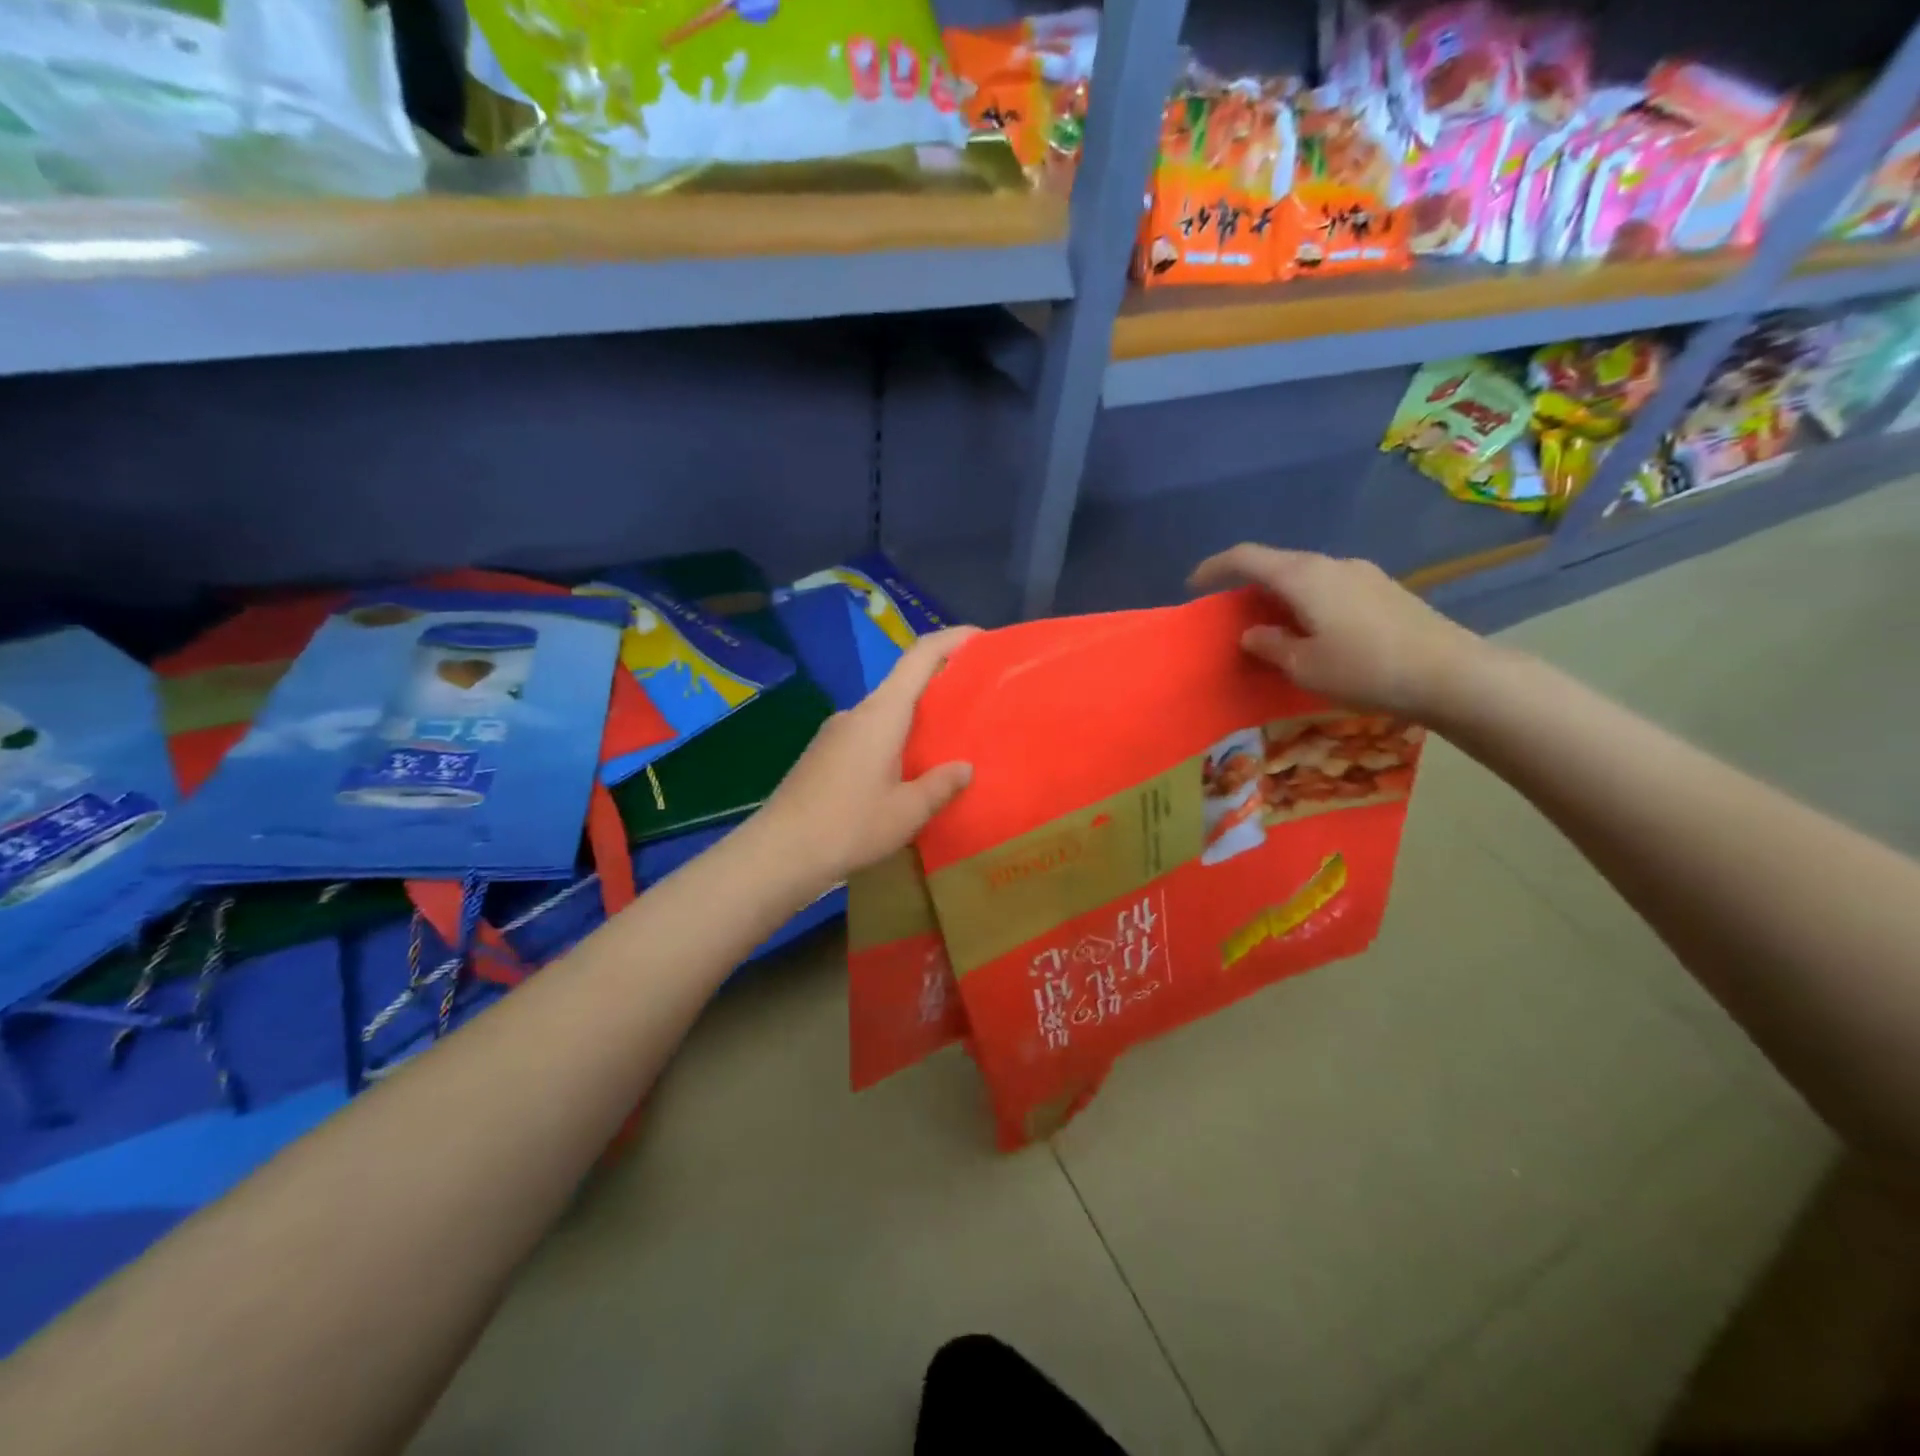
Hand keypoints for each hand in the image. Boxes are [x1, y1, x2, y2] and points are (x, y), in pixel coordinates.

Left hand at [760, 626, 978, 885]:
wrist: (778, 853)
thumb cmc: (848, 826)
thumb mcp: (907, 812)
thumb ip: (940, 785)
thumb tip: (964, 767)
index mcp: (881, 714)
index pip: (920, 657)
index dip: (952, 640)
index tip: (982, 639)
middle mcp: (856, 713)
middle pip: (903, 683)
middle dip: (940, 685)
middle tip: (975, 701)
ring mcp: (835, 732)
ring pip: (885, 712)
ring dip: (916, 718)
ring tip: (947, 743)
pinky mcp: (823, 754)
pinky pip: (868, 733)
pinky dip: (894, 738)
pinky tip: (906, 772)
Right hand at [1189, 545, 1482, 717]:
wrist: (1452, 674)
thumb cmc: (1365, 669)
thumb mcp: (1304, 666)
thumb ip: (1270, 645)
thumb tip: (1253, 632)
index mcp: (1304, 576)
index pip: (1246, 557)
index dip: (1214, 568)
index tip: (1193, 586)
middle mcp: (1332, 564)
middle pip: (1278, 563)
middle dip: (1248, 584)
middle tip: (1232, 613)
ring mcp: (1363, 574)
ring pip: (1306, 576)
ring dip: (1280, 595)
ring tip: (1272, 626)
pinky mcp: (1384, 590)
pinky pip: (1330, 587)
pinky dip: (1307, 602)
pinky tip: (1313, 631)